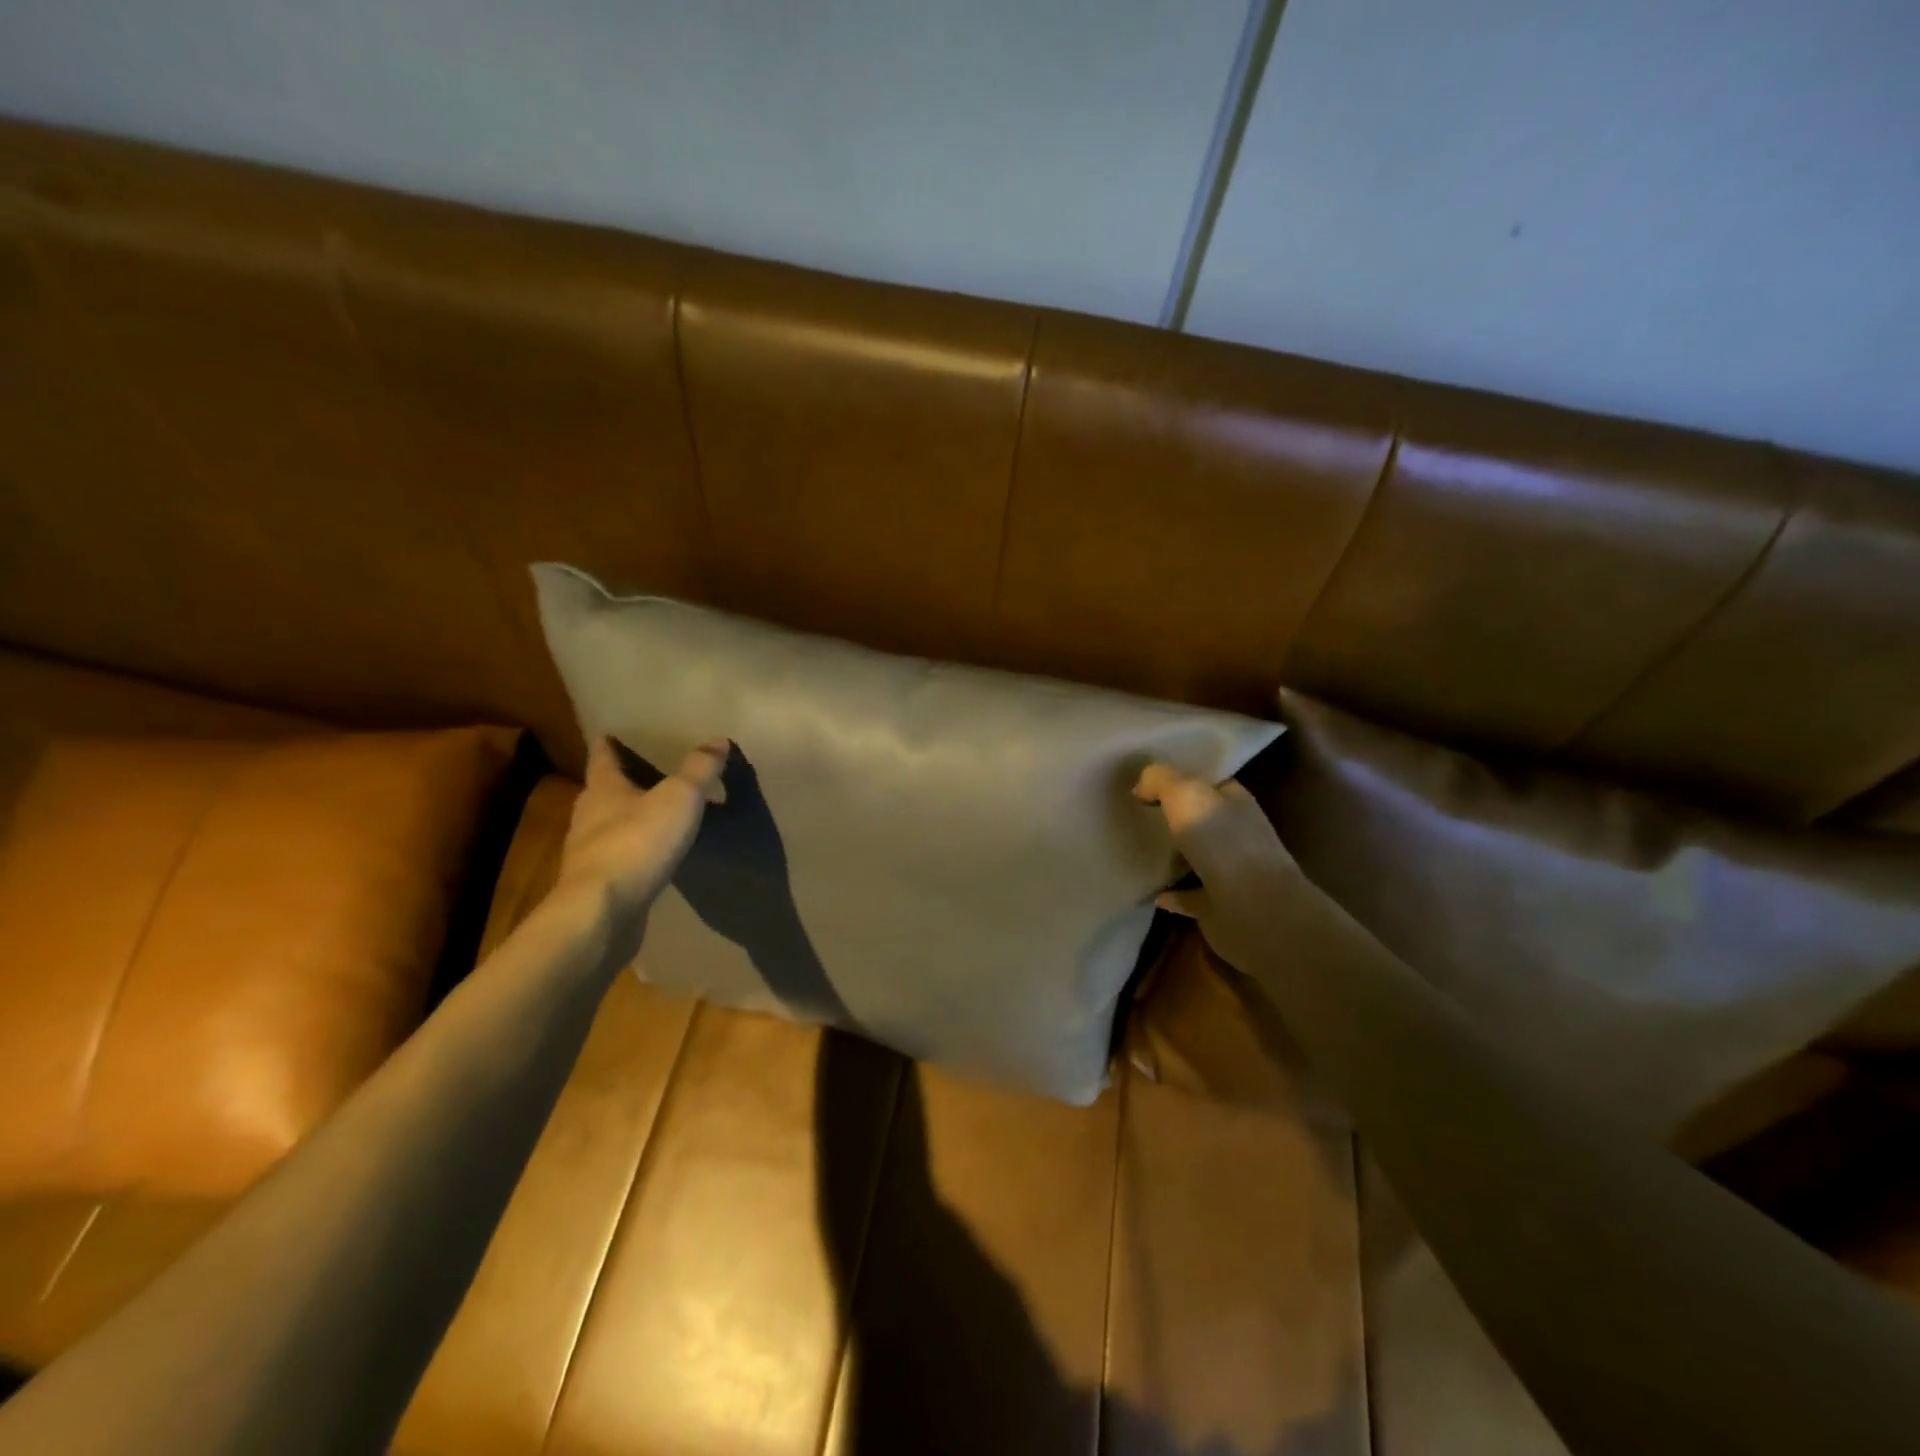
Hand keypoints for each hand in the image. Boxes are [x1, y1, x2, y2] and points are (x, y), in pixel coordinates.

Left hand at [551, 736, 729, 956]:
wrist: (602, 912)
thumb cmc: (637, 842)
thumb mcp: (679, 798)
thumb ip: (699, 769)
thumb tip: (718, 739)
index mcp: (603, 789)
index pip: (602, 756)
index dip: (609, 744)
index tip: (613, 733)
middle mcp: (588, 817)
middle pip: (604, 791)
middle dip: (622, 782)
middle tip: (647, 773)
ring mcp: (589, 854)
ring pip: (608, 826)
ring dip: (628, 819)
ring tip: (657, 816)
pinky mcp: (598, 885)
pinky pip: (619, 859)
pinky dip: (634, 852)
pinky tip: (652, 857)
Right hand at [1133, 763, 1298, 973]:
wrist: (1255, 910)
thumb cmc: (1224, 842)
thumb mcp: (1186, 794)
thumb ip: (1161, 780)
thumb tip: (1141, 785)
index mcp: (1235, 803)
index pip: (1209, 783)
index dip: (1181, 777)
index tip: (1146, 781)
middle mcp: (1236, 835)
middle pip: (1201, 819)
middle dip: (1174, 816)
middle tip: (1134, 812)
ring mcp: (1230, 873)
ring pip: (1196, 858)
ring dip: (1173, 855)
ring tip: (1137, 849)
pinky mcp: (1218, 907)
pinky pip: (1189, 897)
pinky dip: (1172, 896)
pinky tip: (1151, 893)